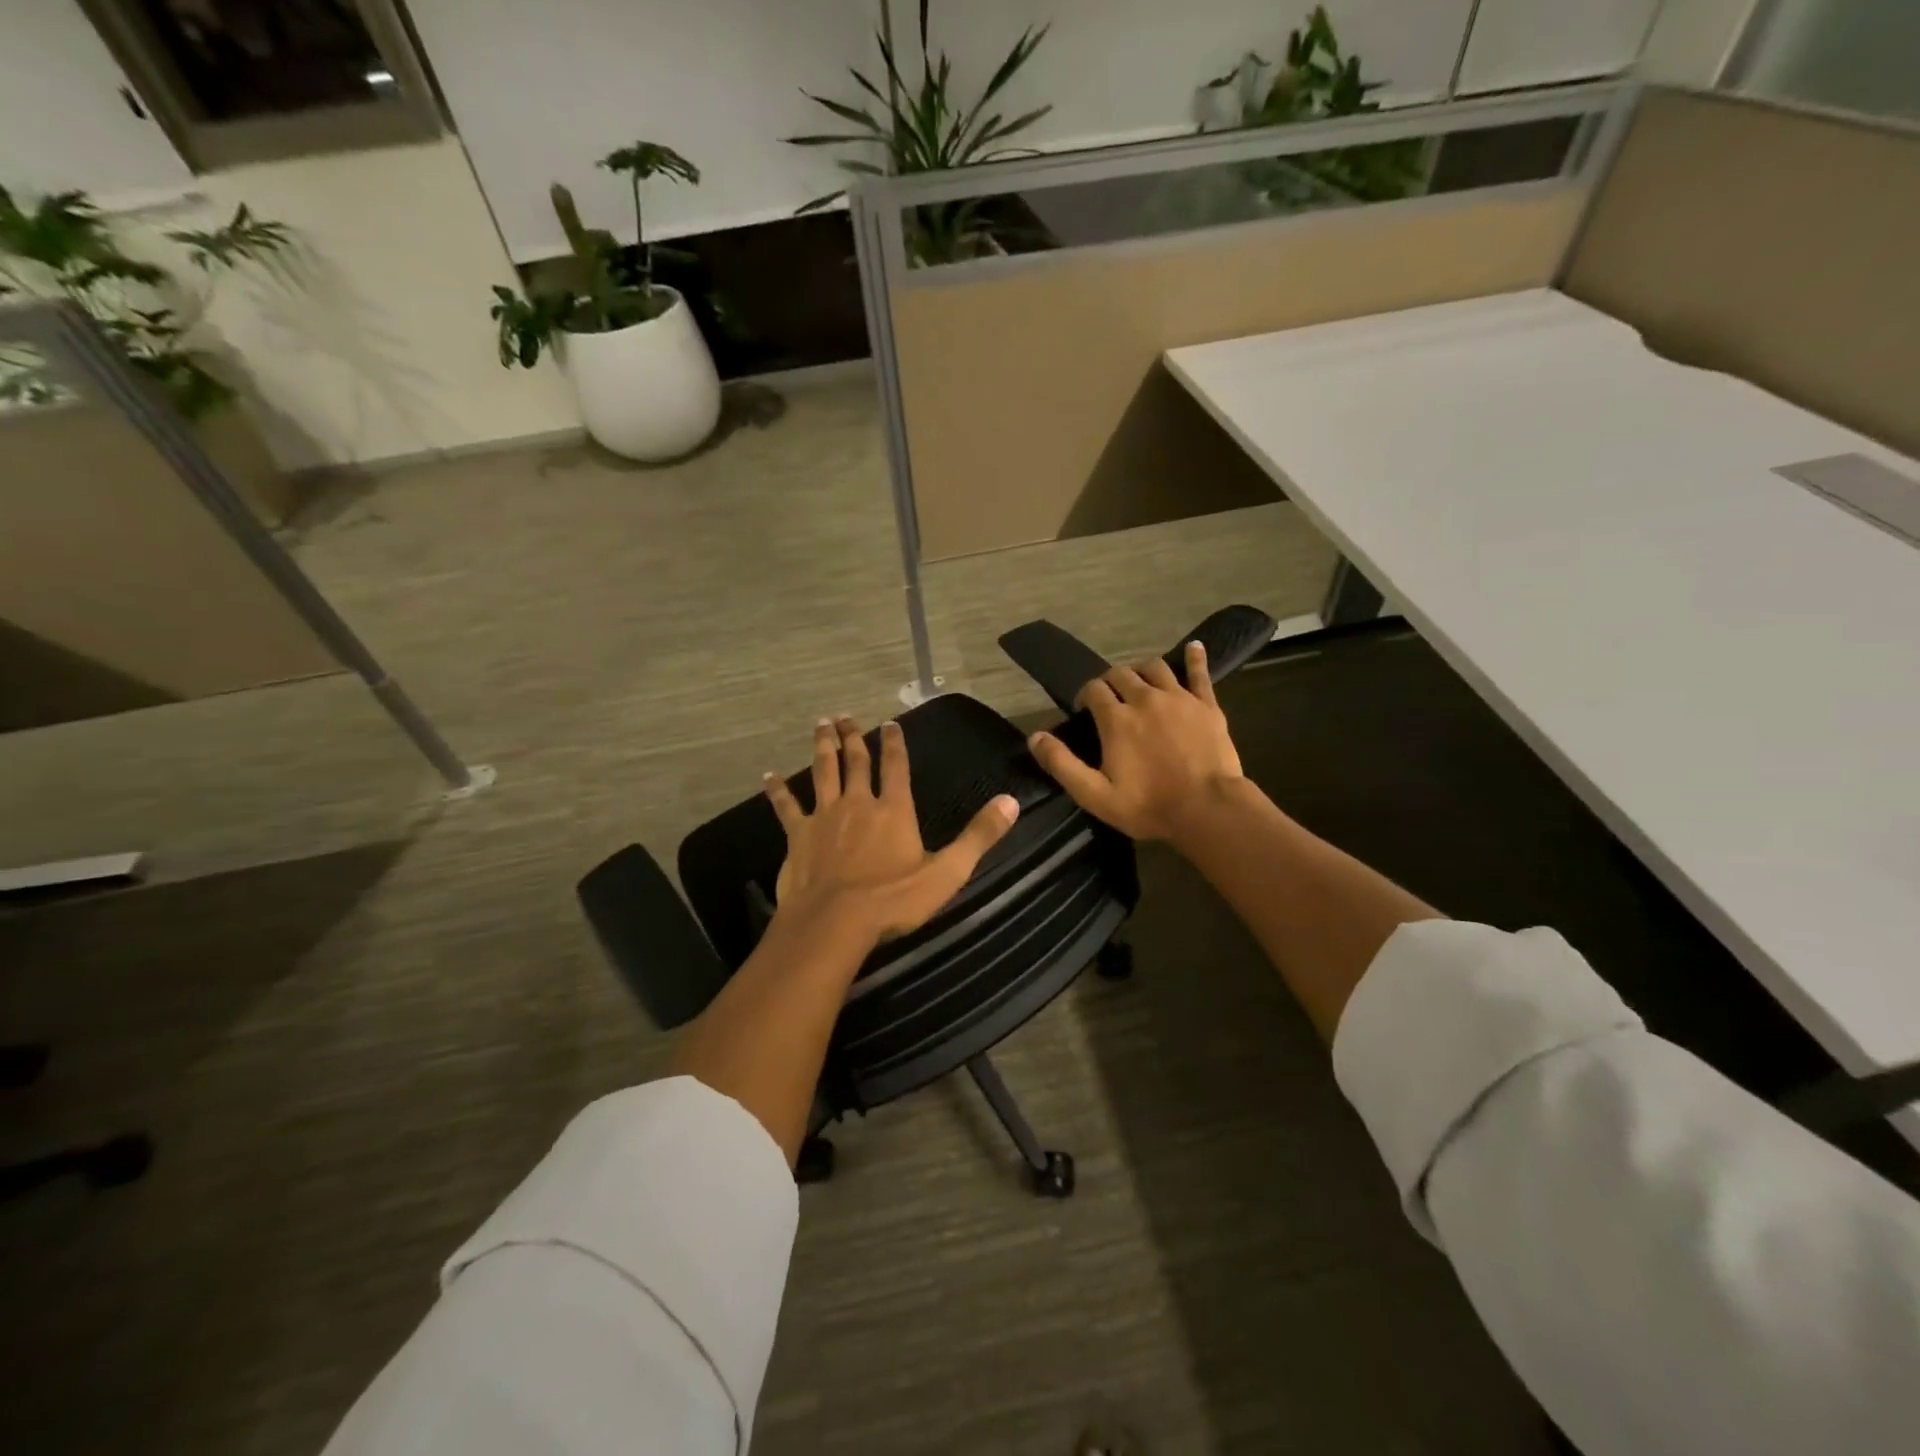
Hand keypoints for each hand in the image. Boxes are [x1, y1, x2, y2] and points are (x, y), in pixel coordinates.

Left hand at [764, 715, 1019, 946]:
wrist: (835, 922)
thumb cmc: (894, 900)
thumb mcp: (948, 871)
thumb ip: (979, 835)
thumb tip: (1011, 801)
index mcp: (894, 810)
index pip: (896, 766)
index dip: (895, 743)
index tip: (890, 722)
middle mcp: (858, 803)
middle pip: (855, 762)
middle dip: (853, 737)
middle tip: (846, 715)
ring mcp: (825, 816)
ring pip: (823, 772)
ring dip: (822, 747)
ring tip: (821, 725)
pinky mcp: (798, 835)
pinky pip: (786, 806)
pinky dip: (778, 790)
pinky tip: (768, 775)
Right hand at [1027, 641, 1244, 841]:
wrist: (1207, 810)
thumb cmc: (1148, 806)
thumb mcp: (1094, 794)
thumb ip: (1062, 764)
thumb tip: (1034, 737)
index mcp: (1116, 719)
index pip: (1093, 690)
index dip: (1085, 696)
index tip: (1084, 711)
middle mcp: (1145, 698)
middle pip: (1121, 673)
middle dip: (1110, 681)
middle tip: (1110, 699)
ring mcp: (1179, 698)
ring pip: (1155, 668)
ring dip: (1142, 670)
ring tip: (1140, 682)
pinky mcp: (1207, 705)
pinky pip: (1199, 674)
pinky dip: (1194, 658)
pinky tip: (1193, 647)